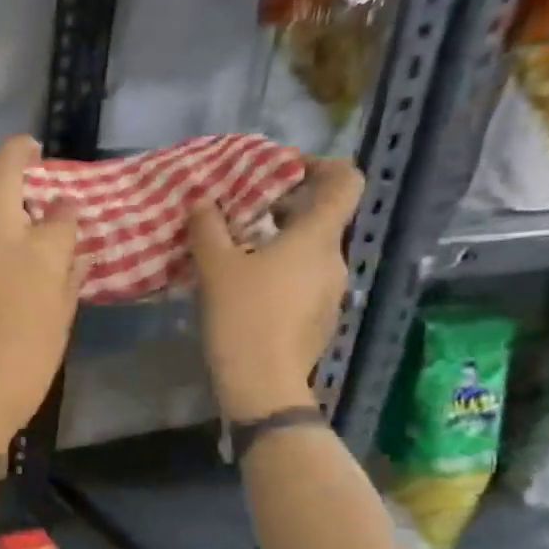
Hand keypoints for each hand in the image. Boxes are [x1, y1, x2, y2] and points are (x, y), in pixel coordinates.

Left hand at [0, 137, 84, 548]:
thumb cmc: (17, 376)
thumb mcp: (56, 333)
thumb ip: (67, 285)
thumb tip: (74, 256)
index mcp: (35, 252)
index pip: (60, 213)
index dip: (67, 212)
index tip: (69, 217)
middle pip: (0, 176)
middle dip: (16, 154)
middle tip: (28, 153)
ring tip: (8, 230)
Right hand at [188, 157, 362, 420]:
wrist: (262, 383)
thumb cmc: (243, 315)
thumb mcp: (215, 266)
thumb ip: (208, 226)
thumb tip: (202, 200)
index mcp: (317, 237)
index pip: (346, 181)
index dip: (320, 165)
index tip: (282, 171)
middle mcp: (335, 259)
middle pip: (322, 217)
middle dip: (284, 207)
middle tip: (242, 213)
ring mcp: (333, 292)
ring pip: (311, 251)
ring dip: (280, 243)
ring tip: (238, 252)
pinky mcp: (321, 318)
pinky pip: (305, 280)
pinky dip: (282, 272)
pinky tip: (248, 290)